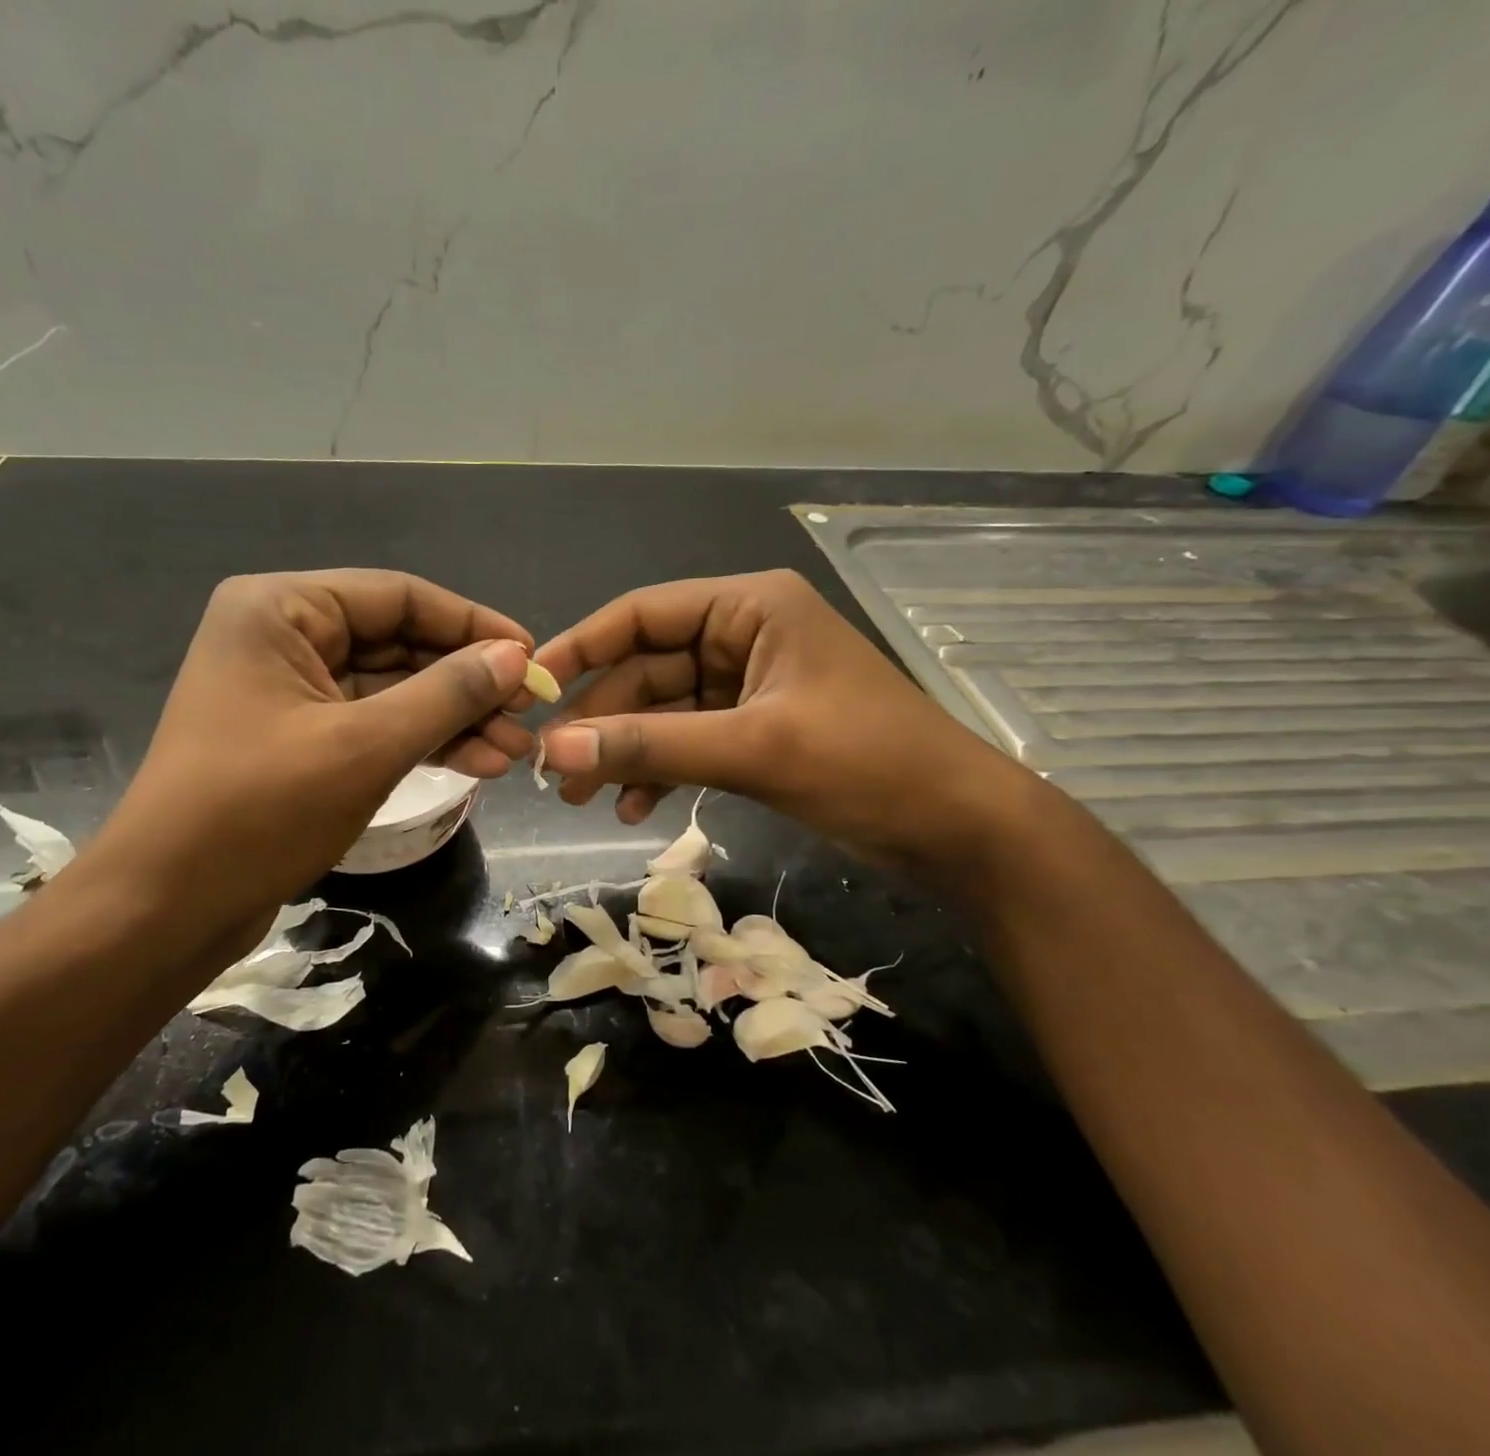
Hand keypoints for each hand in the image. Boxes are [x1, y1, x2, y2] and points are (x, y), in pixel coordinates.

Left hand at [83, 569, 535, 951]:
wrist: (168, 908)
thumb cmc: (258, 812)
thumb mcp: (365, 747)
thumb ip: (446, 694)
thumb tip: (516, 657)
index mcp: (281, 610)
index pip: (399, 596)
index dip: (472, 625)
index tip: (531, 657)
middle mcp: (284, 636)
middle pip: (399, 643)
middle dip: (467, 683)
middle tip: (529, 714)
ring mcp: (292, 690)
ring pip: (394, 690)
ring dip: (453, 719)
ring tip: (513, 752)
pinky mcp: (302, 738)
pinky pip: (376, 724)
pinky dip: (424, 742)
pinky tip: (476, 764)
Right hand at [533, 570, 1024, 868]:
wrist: (958, 828)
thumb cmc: (867, 765)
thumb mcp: (753, 749)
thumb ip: (651, 746)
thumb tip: (553, 751)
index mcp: (750, 608)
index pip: (643, 614)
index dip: (582, 648)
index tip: (531, 690)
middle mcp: (744, 635)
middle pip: (647, 669)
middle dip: (602, 721)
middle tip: (555, 773)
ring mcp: (749, 686)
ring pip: (664, 712)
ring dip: (626, 753)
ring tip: (585, 800)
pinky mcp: (756, 731)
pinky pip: (690, 742)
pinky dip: (661, 772)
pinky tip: (636, 810)